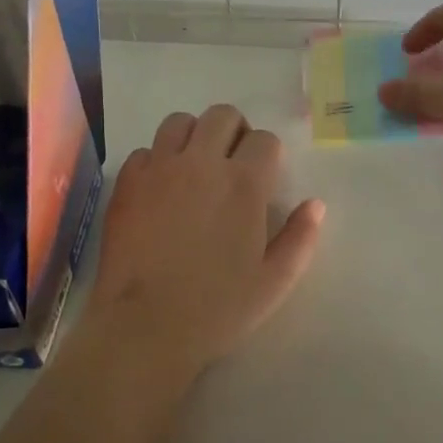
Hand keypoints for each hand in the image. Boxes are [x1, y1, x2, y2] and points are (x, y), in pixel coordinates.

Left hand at [73, 105, 324, 382]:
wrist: (145, 326)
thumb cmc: (218, 308)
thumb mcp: (275, 281)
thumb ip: (301, 238)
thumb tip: (315, 204)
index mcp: (244, 183)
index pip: (264, 140)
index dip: (268, 155)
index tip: (264, 179)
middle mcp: (201, 163)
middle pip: (222, 115)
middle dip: (235, 131)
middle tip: (232, 164)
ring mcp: (159, 168)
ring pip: (179, 121)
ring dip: (193, 135)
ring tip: (194, 166)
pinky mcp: (127, 182)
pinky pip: (145, 151)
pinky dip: (157, 160)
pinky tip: (160, 189)